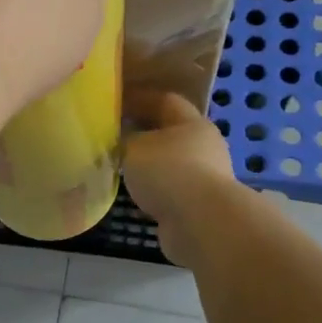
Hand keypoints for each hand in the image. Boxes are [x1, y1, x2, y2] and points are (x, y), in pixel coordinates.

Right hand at [123, 89, 237, 267]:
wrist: (202, 223)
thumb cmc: (168, 172)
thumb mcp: (134, 148)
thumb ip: (125, 139)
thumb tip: (122, 140)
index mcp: (192, 123)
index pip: (165, 100)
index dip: (139, 99)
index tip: (116, 103)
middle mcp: (204, 146)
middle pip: (170, 132)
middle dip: (144, 132)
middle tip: (115, 135)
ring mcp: (206, 177)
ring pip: (172, 163)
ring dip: (150, 164)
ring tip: (121, 167)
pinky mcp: (201, 205)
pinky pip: (172, 189)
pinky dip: (155, 189)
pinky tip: (136, 194)